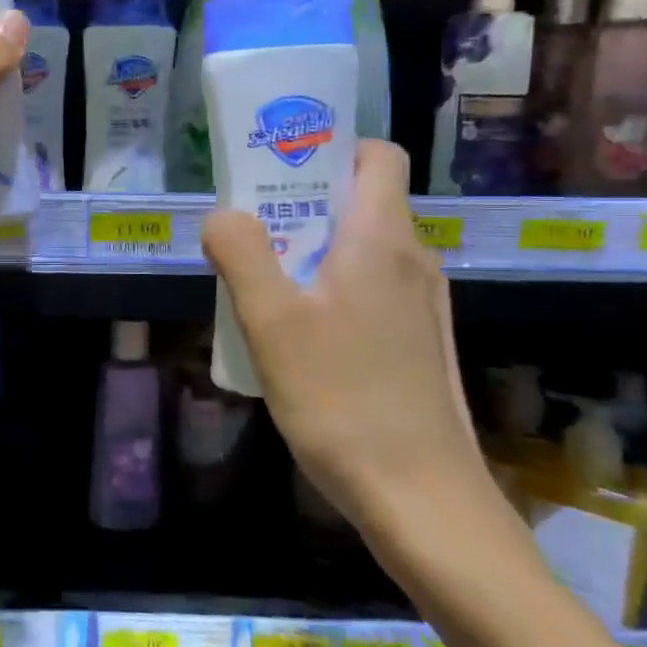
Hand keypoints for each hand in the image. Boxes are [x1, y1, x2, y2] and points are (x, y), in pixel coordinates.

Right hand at [201, 140, 493, 556]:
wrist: (421, 497)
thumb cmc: (341, 398)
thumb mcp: (270, 321)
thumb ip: (241, 253)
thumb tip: (223, 215)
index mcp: (383, 238)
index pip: (377, 156)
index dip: (331, 148)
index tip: (280, 169)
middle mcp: (413, 259)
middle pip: (363, 201)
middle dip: (304, 204)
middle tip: (251, 231)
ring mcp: (423, 304)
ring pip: (364, 249)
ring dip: (314, 250)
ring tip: (265, 284)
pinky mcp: (419, 343)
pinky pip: (372, 290)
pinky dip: (334, 289)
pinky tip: (300, 336)